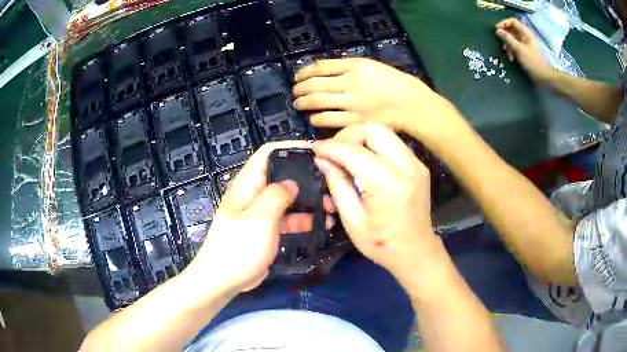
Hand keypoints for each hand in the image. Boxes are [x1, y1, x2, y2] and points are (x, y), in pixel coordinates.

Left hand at [185, 141, 319, 293]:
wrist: (223, 279)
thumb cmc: (239, 246)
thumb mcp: (259, 217)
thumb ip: (277, 195)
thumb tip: (292, 182)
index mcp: (248, 184)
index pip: (268, 153)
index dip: (291, 148)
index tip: (317, 153)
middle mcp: (255, 194)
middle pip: (283, 176)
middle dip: (307, 178)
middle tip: (332, 184)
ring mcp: (261, 213)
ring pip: (289, 200)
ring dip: (310, 202)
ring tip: (333, 208)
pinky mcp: (267, 230)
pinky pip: (288, 219)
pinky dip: (304, 220)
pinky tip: (322, 225)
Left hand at [293, 58, 459, 141]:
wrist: (411, 104)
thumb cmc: (392, 81)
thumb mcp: (369, 65)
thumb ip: (346, 66)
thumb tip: (319, 69)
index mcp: (355, 68)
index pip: (320, 68)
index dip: (303, 72)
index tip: (297, 77)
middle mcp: (351, 85)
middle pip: (314, 86)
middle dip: (299, 89)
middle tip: (294, 92)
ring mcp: (352, 105)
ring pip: (318, 103)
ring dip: (303, 103)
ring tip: (298, 104)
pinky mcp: (356, 122)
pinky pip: (329, 121)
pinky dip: (316, 119)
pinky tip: (313, 118)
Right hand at [313, 123, 441, 280]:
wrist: (416, 251)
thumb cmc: (381, 244)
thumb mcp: (352, 220)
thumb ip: (337, 185)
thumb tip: (322, 159)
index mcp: (388, 184)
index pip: (354, 151)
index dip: (330, 147)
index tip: (315, 150)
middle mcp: (406, 167)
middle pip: (374, 129)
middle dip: (348, 134)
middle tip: (333, 150)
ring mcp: (416, 164)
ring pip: (384, 132)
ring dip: (361, 137)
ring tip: (346, 154)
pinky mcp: (419, 165)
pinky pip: (393, 143)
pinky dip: (374, 144)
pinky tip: (363, 159)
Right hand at [495, 18, 550, 81]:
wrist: (541, 76)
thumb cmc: (531, 61)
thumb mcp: (518, 48)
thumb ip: (507, 38)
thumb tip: (497, 31)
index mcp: (525, 32)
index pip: (512, 21)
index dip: (504, 24)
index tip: (497, 30)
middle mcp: (524, 36)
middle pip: (511, 30)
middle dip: (505, 36)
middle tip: (501, 43)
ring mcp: (524, 43)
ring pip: (512, 39)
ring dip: (507, 45)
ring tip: (507, 53)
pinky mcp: (524, 51)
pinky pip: (514, 46)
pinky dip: (511, 50)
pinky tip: (511, 57)